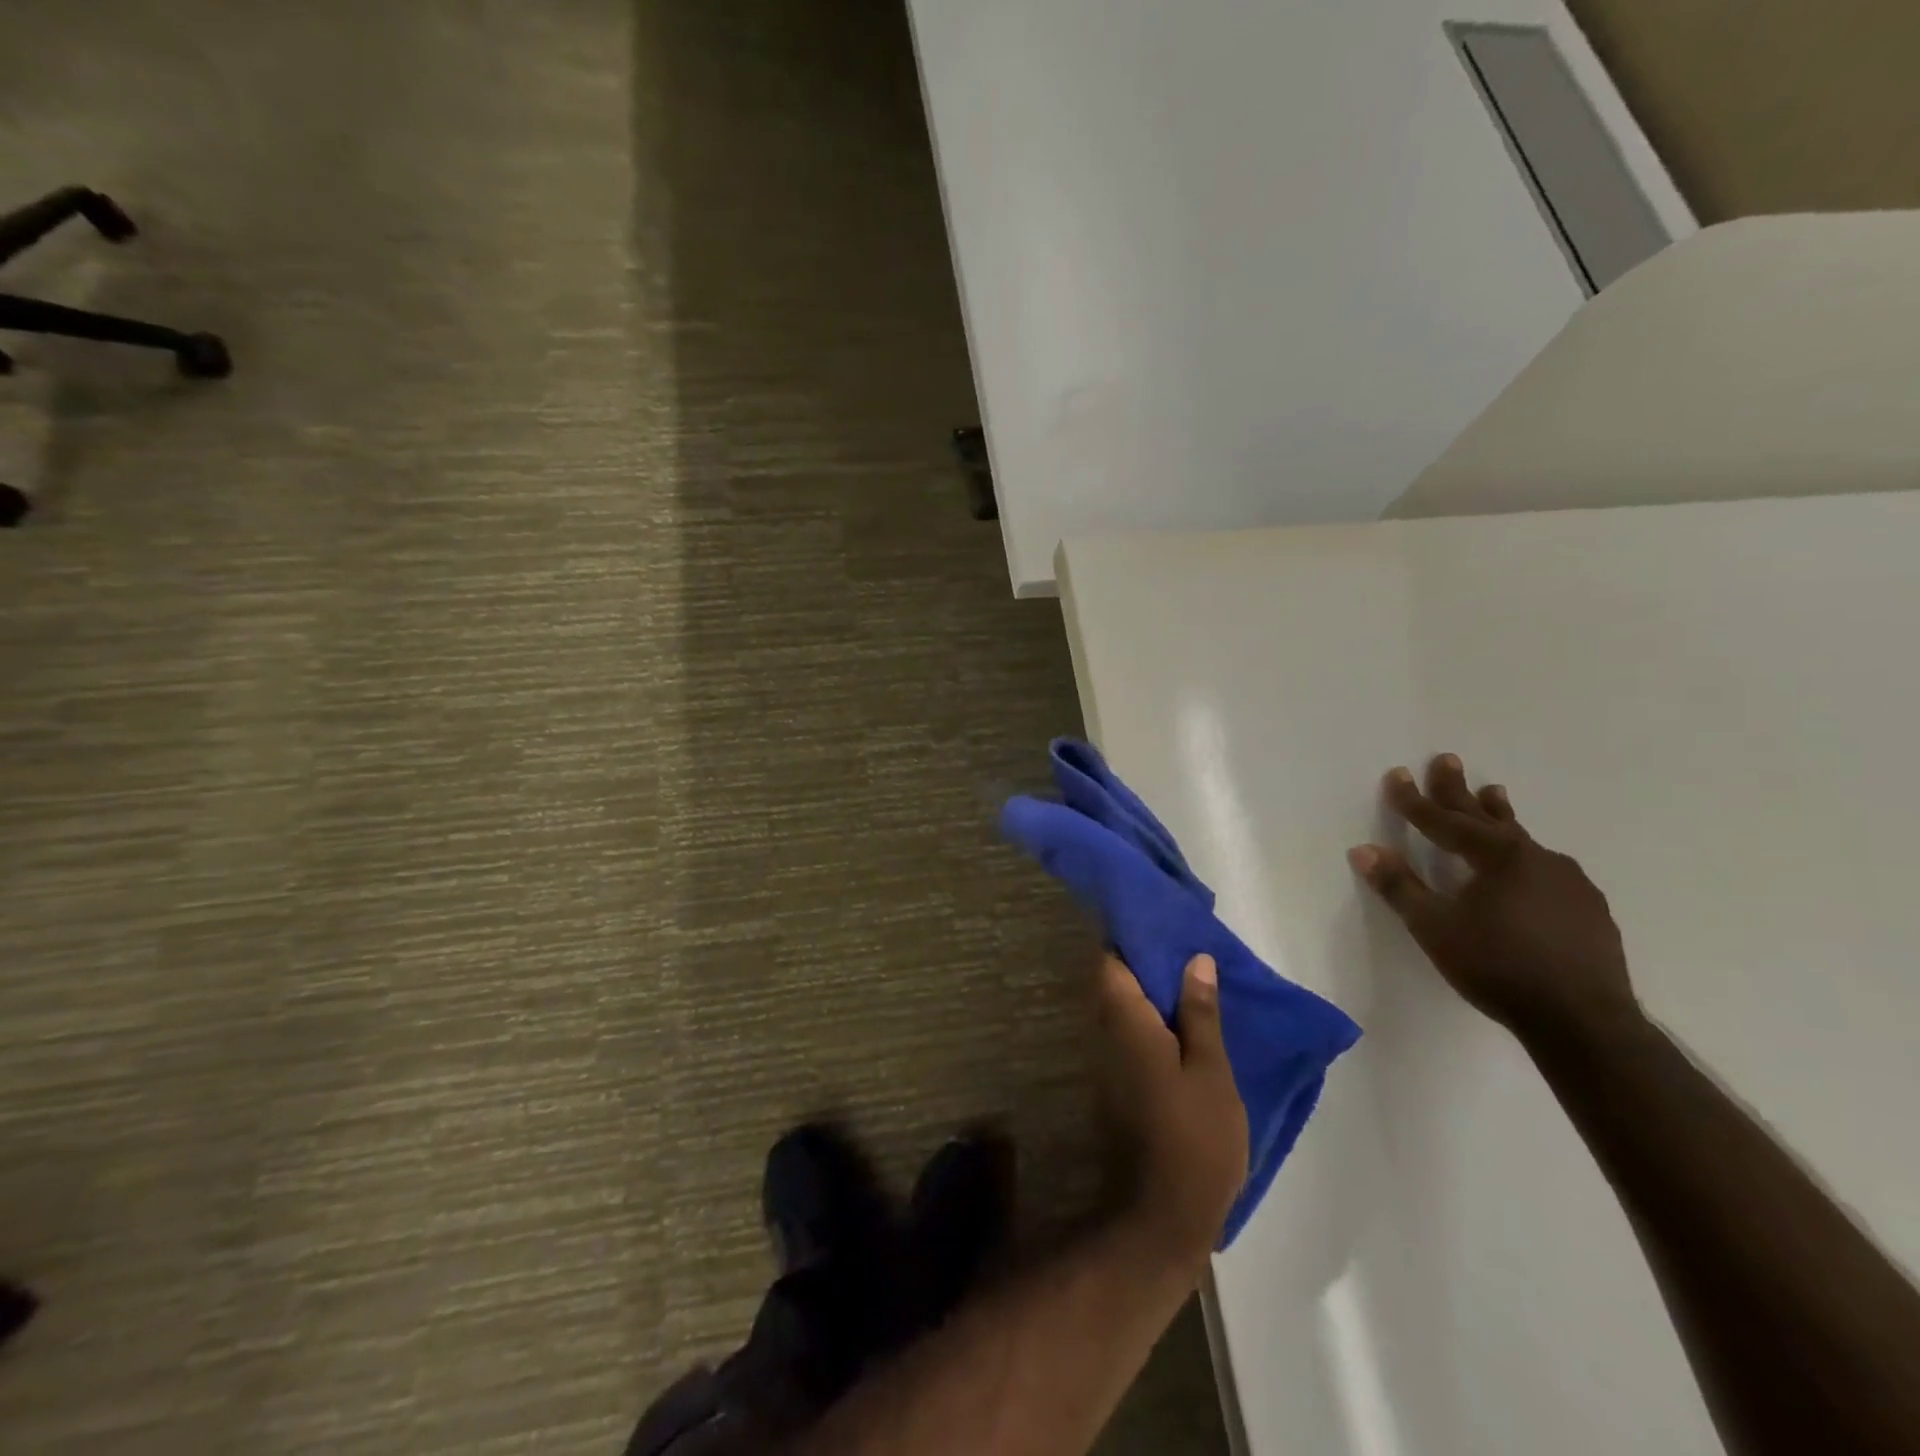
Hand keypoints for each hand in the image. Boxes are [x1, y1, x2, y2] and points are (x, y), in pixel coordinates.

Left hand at [1096, 953, 1249, 1270]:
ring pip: (1122, 1010)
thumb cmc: (1194, 1137)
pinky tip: (1181, 1027)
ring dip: (1150, 994)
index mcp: (1126, 1021)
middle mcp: (1104, 1033)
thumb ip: (1200, 1013)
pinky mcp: (1114, 1085)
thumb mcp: (1210, 1071)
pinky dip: (1150, 1023)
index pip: (1112, 960)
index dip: (1131, 938)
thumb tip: (1196, 960)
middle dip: (1146, 964)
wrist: (1160, 1214)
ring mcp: (1105, 1061)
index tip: (1162, 925)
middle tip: (1187, 952)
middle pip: (1116, 982)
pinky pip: (1128, 1036)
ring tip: (1191, 983)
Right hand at [1348, 754, 1641, 1045]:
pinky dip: (1525, 857)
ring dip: (1500, 816)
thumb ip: (1399, 886)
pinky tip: (1528, 868)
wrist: (1583, 1021)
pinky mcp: (1589, 909)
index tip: (1396, 775)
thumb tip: (1363, 850)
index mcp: (1498, 857)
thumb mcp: (1434, 928)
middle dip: (1459, 790)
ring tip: (1494, 793)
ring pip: (1523, 840)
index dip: (1415, 801)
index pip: (1444, 822)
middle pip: (1487, 818)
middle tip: (1446, 759)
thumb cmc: (1497, 967)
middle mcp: (1536, 858)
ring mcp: (1569, 882)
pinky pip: (1547, 869)